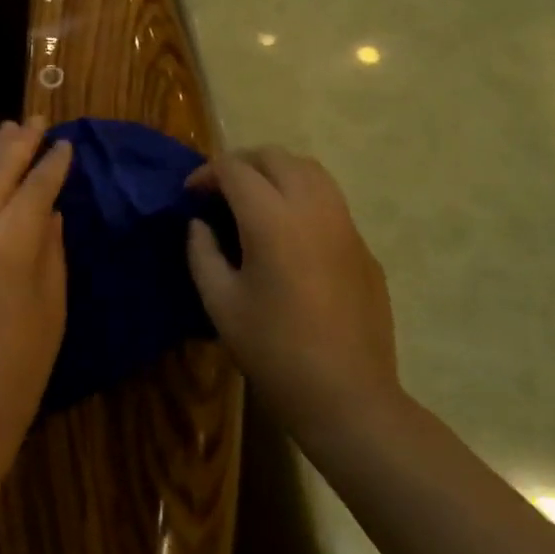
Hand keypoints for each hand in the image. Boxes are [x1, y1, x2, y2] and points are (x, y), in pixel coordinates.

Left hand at [0, 118, 72, 449]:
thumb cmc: (20, 361)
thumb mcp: (51, 302)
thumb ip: (51, 247)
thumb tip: (52, 210)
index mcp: (9, 239)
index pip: (36, 186)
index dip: (53, 164)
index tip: (66, 143)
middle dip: (18, 143)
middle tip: (36, 120)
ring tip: (7, 130)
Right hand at [185, 147, 399, 432]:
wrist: (347, 396)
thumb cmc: (273, 350)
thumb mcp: (219, 302)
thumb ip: (202, 252)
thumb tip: (201, 224)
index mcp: (272, 220)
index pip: (235, 169)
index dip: (206, 173)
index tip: (190, 194)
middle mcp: (313, 209)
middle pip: (275, 157)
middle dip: (242, 163)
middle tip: (219, 189)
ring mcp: (346, 226)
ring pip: (310, 170)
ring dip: (276, 172)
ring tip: (254, 199)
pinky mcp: (364, 247)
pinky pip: (330, 202)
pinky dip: (302, 198)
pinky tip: (289, 234)